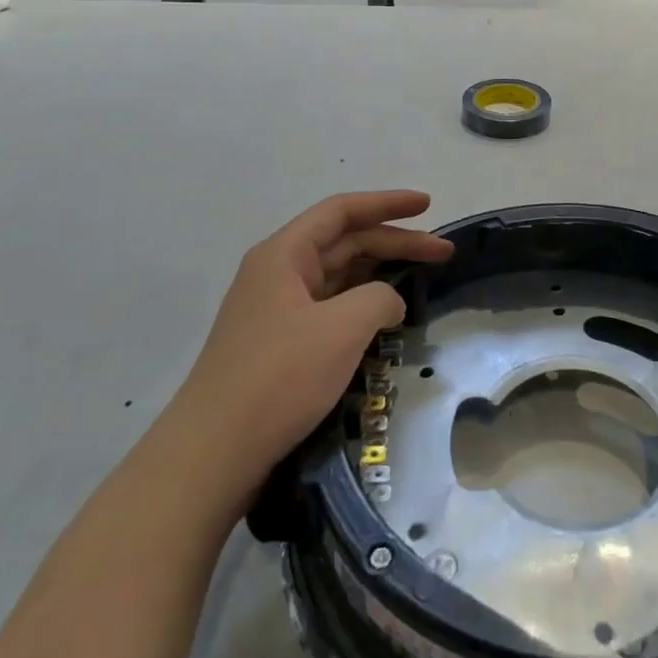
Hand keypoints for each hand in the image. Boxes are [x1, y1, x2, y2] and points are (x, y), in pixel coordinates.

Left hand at [177, 192, 452, 500]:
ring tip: (422, 280)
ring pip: (339, 277)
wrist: (214, 454)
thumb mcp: (341, 329)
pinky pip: (330, 308)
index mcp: (284, 254)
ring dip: (381, 274)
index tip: (428, 205)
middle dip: (395, 242)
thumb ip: (379, 299)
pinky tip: (386, 319)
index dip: (388, 203)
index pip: (342, 212)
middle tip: (444, 252)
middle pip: (345, 242)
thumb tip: (388, 302)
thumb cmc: (278, 378)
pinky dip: (363, 305)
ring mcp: (278, 310)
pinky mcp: (281, 344)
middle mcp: (278, 273)